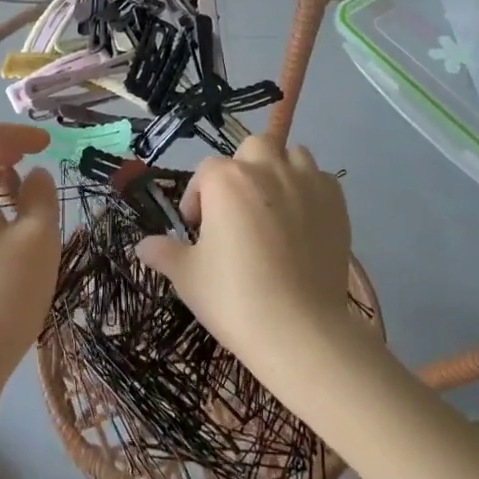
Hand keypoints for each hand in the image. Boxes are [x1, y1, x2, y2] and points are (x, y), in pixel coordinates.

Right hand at [135, 133, 353, 375]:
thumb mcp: (187, 277)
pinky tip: (304, 223)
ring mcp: (306, 182)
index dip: (198, 199)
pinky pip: (320, 180)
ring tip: (273, 209)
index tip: (198, 230)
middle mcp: (267, 168)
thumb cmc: (234, 298)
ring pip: (291, 155)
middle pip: (252, 148)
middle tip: (238, 210)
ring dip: (279, 171)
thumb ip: (164, 253)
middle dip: (242, 170)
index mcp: (226, 180)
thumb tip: (142, 246)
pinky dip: (310, 191)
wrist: (299, 330)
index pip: (205, 173)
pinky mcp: (336, 202)